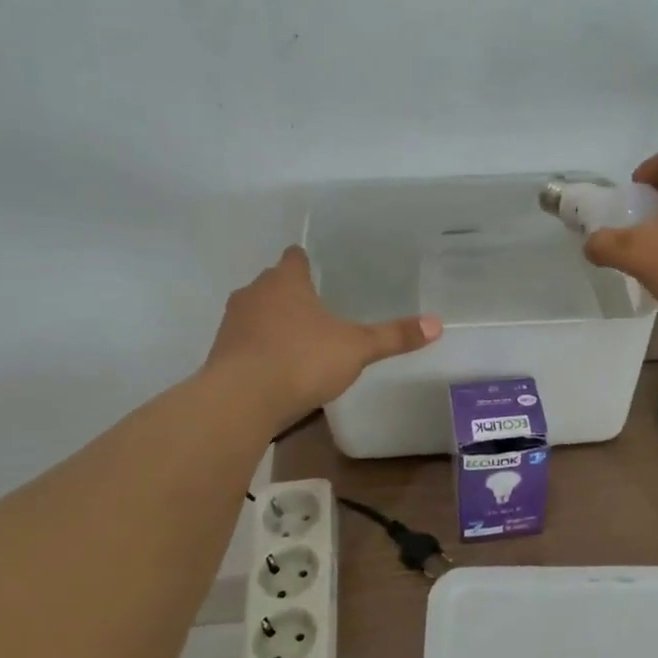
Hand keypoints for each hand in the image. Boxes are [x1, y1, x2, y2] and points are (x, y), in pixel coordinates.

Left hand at [206, 247, 440, 430]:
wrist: (241, 399)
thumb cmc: (301, 360)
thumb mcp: (356, 349)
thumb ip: (393, 336)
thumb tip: (437, 324)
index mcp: (286, 281)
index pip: (294, 257)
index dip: (305, 262)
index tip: (317, 270)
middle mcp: (254, 293)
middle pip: (273, 284)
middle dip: (291, 294)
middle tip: (318, 308)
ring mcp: (233, 323)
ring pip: (256, 312)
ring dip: (272, 322)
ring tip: (298, 340)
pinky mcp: (220, 353)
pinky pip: (245, 342)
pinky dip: (259, 348)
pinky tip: (276, 368)